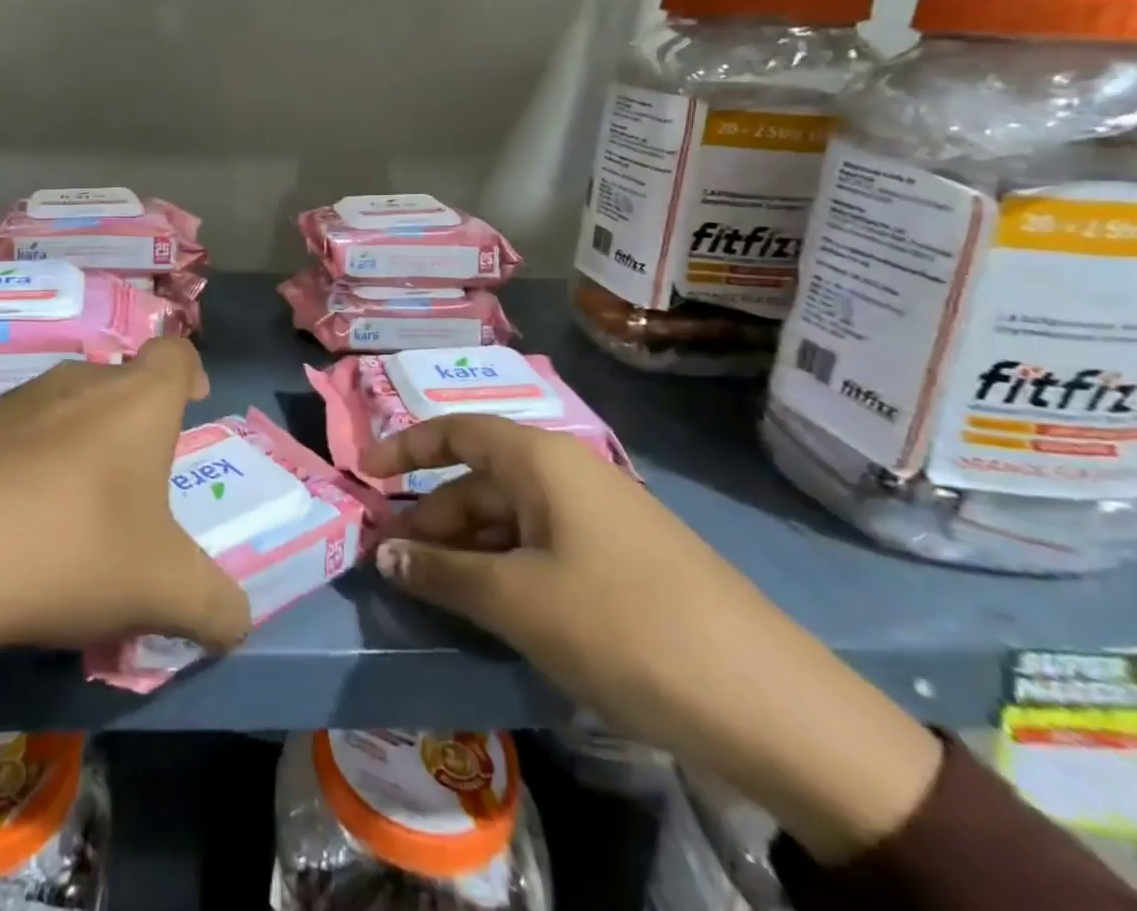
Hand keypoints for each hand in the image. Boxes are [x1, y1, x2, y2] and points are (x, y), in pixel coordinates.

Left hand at [0, 340, 249, 775]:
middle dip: (137, 426)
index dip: (190, 372)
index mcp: (136, 399)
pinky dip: (32, 468)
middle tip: (139, 488)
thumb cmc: (70, 550)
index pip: (175, 352)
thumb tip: (238, 622)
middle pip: (121, 384)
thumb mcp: (162, 590)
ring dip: (83, 448)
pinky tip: (17, 528)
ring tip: (78, 516)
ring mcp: (15, 401)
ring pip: (68, 410)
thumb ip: (215, 604)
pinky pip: (19, 438)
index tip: (192, 406)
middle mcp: (78, 383)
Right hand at [363, 416, 941, 864]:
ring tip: (433, 594)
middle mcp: (568, 473)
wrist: (773, 705)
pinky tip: (492, 609)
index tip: (363, 475)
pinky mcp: (621, 559)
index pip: (455, 430)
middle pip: (478, 481)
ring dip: (465, 550)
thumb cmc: (623, 626)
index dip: (405, 448)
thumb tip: (383, 554)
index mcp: (542, 459)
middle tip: (393, 565)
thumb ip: (442, 572)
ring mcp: (599, 516)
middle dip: (431, 519)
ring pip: (509, 519)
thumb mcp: (517, 600)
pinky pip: (541, 547)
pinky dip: (505, 569)